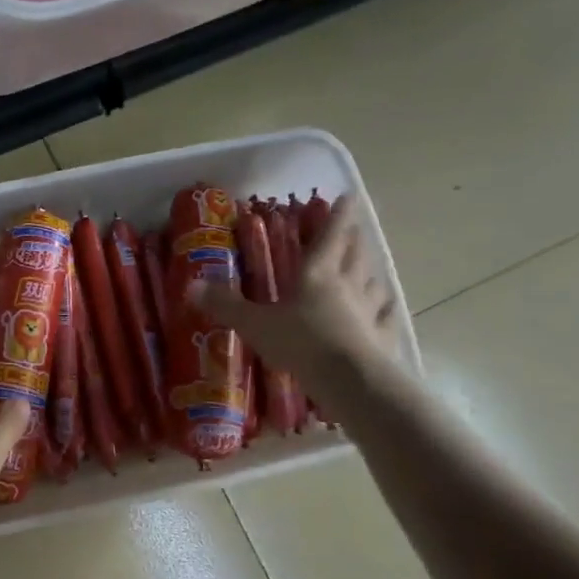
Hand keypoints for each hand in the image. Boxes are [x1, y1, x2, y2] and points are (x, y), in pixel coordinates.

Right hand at [190, 194, 408, 412]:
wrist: (351, 380)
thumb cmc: (300, 343)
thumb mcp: (254, 324)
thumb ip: (226, 305)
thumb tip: (190, 285)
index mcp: (317, 275)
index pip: (329, 237)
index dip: (337, 216)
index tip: (348, 197)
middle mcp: (348, 285)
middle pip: (354, 255)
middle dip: (353, 239)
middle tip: (355, 229)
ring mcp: (370, 311)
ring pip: (373, 283)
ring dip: (369, 271)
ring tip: (368, 267)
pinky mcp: (382, 336)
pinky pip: (386, 316)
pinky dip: (386, 309)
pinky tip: (388, 308)